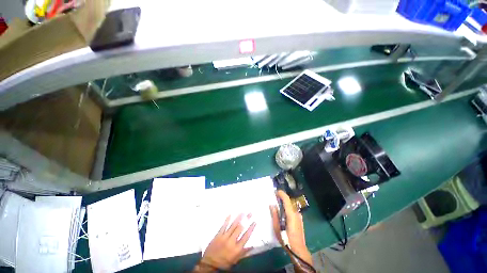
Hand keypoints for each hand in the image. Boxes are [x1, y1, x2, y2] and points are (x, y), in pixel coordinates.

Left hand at [200, 213, 255, 269]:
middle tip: (250, 213)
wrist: (210, 264)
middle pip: (240, 228)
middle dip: (246, 220)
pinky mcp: (218, 235)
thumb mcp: (235, 260)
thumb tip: (252, 246)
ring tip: (243, 212)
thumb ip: (243, 253)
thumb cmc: (224, 263)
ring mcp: (224, 237)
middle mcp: (231, 242)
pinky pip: (223, 226)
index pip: (246, 237)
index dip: (251, 229)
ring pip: (233, 225)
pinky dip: (227, 220)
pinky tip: (230, 214)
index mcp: (236, 249)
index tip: (254, 222)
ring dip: (238, 218)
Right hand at [270, 190, 312, 265]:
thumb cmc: (286, 240)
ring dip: (284, 204)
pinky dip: (287, 209)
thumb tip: (272, 205)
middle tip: (274, 199)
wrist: (299, 250)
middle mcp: (296, 213)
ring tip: (277, 207)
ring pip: (290, 206)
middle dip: (281, 198)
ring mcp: (299, 216)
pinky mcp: (299, 220)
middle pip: (289, 201)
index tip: (275, 192)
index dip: (281, 193)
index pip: (287, 199)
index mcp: (291, 214)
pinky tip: (283, 214)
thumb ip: (275, 215)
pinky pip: (292, 210)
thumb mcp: (277, 228)